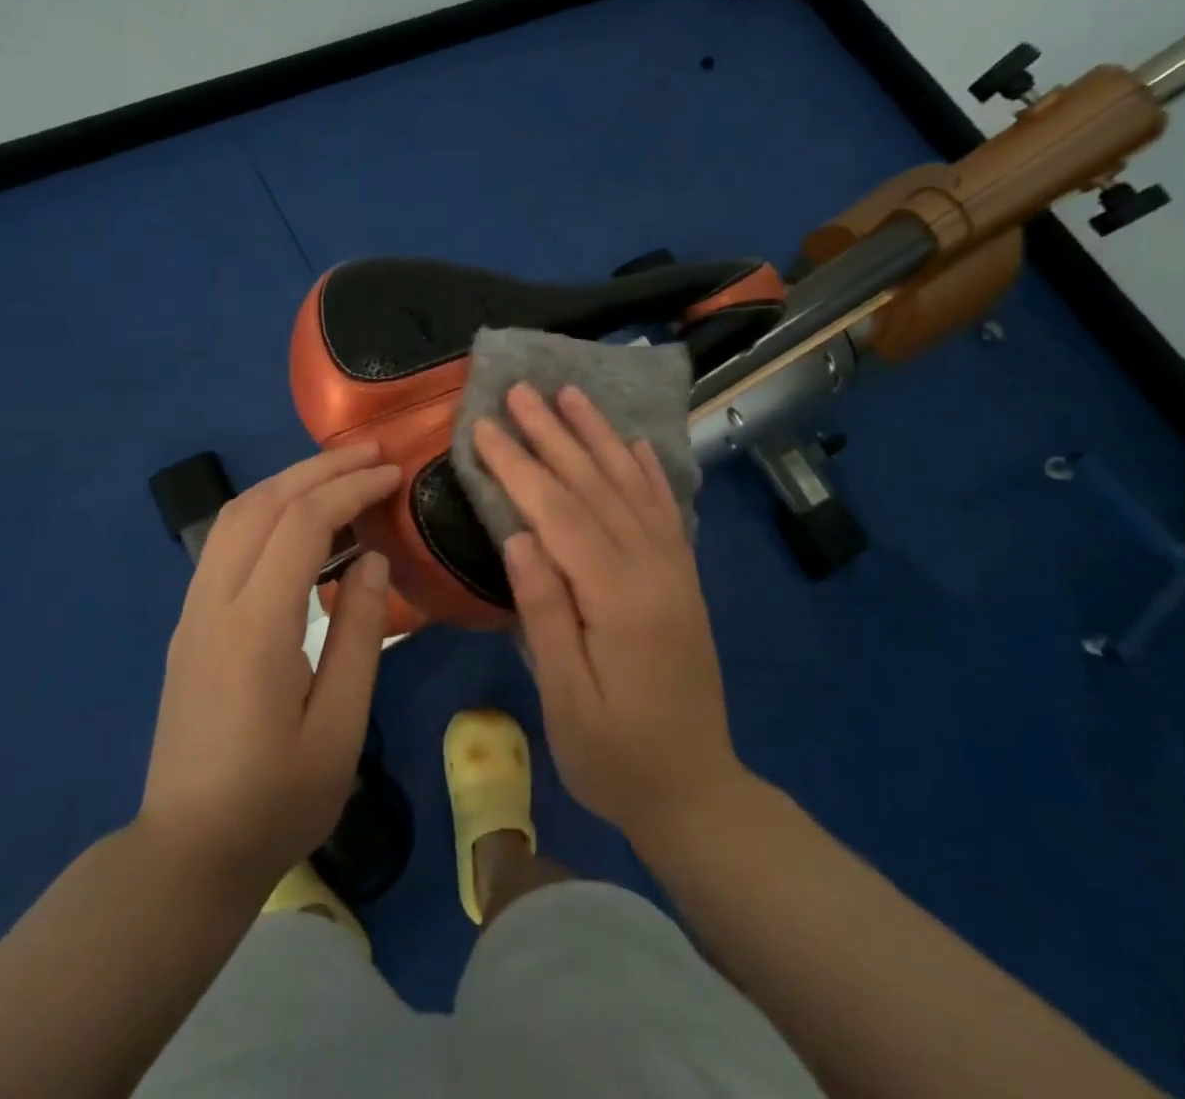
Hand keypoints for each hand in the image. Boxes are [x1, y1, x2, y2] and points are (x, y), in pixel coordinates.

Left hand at [137, 443, 400, 895]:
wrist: (187, 853)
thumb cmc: (277, 800)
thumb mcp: (340, 727)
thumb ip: (360, 635)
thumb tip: (373, 561)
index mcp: (256, 627)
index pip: (303, 525)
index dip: (350, 490)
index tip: (392, 474)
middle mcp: (215, 603)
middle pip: (262, 505)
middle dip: (318, 470)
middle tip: (371, 453)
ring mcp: (193, 610)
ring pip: (235, 516)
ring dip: (287, 482)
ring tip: (338, 473)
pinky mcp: (189, 623)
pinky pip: (224, 542)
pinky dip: (265, 510)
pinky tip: (296, 518)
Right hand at [473, 385, 743, 849]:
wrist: (697, 793)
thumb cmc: (615, 757)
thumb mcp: (566, 699)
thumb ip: (545, 613)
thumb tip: (519, 537)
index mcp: (619, 599)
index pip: (560, 514)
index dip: (520, 467)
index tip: (486, 427)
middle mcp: (653, 571)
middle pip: (596, 487)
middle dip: (554, 434)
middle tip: (521, 390)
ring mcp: (675, 572)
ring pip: (632, 488)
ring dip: (599, 437)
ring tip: (573, 394)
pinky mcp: (683, 580)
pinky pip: (666, 512)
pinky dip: (649, 472)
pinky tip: (634, 443)